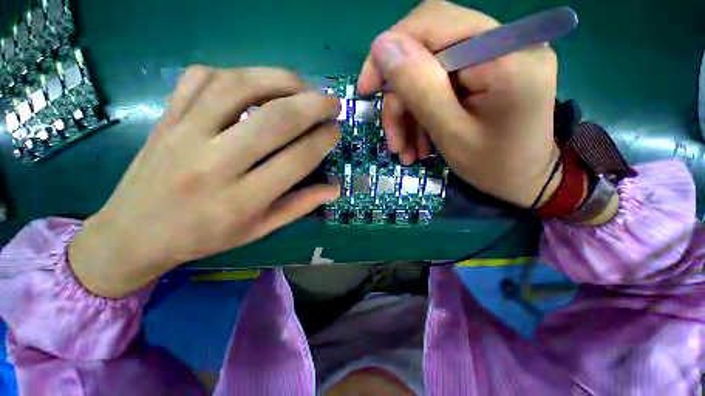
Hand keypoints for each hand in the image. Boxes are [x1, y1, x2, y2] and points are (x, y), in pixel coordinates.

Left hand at [69, 66, 340, 297]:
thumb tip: (335, 189)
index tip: (336, 130)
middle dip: (313, 105)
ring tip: (302, 85)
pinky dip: (236, 73)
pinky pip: (202, 78)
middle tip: (332, 102)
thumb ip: (301, 205)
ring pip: (239, 86)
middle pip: (274, 120)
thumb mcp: (260, 229)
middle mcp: (214, 163)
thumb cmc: (206, 236)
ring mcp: (184, 133)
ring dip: (280, 80)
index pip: (297, 160)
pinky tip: (255, 83)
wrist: (136, 232)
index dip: (323, 140)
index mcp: (242, 200)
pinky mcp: (167, 116)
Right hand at [358, 0, 559, 207]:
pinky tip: (421, 143)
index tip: (366, 89)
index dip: (390, 52)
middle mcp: (505, 42)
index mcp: (504, 54)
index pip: (432, 23)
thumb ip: (419, 87)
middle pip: (428, 50)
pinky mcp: (489, 72)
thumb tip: (381, 47)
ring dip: (410, 114)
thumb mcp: (450, 133)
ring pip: (430, 73)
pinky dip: (424, 114)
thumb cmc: (494, 166)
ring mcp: (497, 56)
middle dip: (401, 98)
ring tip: (406, 150)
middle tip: (393, 139)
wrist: (526, 181)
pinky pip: (442, 85)